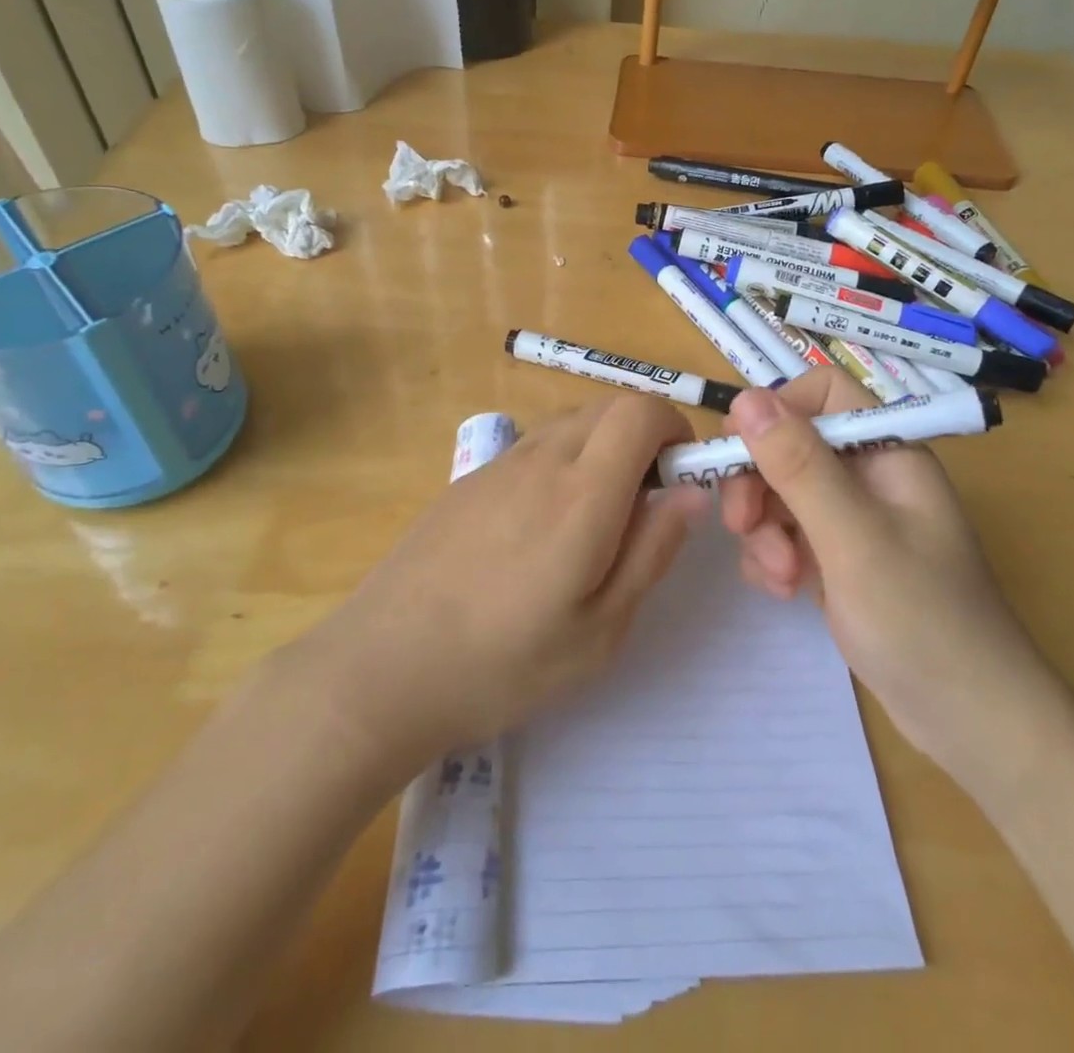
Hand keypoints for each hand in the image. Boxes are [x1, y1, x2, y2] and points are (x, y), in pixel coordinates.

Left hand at [293, 395, 707, 771]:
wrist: (383, 668)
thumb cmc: (504, 663)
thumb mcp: (600, 629)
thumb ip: (652, 550)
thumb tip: (690, 492)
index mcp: (583, 491)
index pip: (641, 409)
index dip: (673, 427)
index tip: (678, 476)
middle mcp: (541, 458)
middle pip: (608, 405)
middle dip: (643, 435)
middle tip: (643, 504)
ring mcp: (498, 465)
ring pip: (571, 423)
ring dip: (601, 449)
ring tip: (592, 523)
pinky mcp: (468, 480)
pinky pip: (533, 447)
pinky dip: (561, 463)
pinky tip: (538, 532)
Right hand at [718, 368, 1045, 770]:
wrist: (970, 721)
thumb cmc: (921, 620)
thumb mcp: (853, 536)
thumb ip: (798, 464)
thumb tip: (745, 399)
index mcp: (888, 450)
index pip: (821, 392)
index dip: (776, 413)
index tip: (742, 456)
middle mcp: (870, 474)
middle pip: (791, 444)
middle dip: (760, 483)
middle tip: (742, 527)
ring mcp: (854, 517)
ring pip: (781, 491)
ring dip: (765, 529)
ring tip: (781, 577)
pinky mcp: (840, 556)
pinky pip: (787, 532)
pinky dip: (774, 555)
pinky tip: (784, 590)